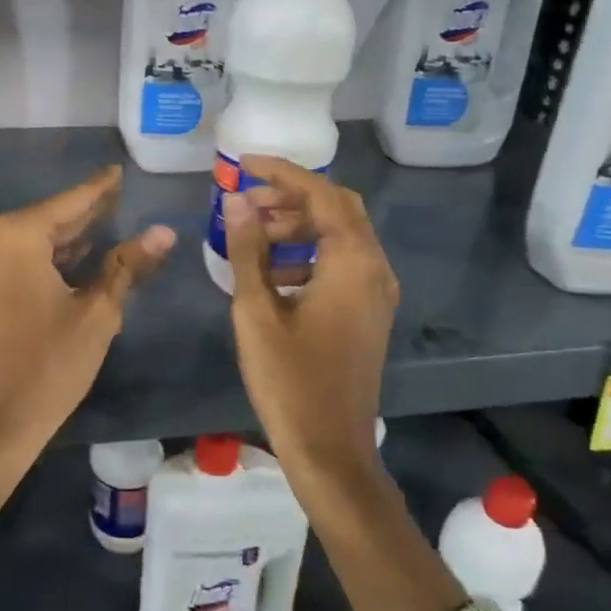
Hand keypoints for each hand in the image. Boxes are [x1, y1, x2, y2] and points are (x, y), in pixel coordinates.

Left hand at [0, 167, 172, 610]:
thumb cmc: (48, 367)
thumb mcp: (97, 313)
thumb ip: (128, 265)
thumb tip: (164, 232)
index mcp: (18, 235)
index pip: (72, 202)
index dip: (100, 188)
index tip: (119, 171)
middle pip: (51, 218)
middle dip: (87, 213)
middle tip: (120, 197)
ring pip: (34, 240)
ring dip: (69, 238)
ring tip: (109, 224)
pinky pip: (18, 259)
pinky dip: (48, 258)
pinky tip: (77, 257)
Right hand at [223, 160, 467, 610]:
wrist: (330, 449)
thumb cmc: (289, 380)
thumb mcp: (256, 310)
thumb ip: (247, 249)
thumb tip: (235, 199)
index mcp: (352, 263)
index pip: (320, 194)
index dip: (281, 172)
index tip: (243, 161)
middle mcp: (374, 269)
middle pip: (338, 209)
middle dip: (291, 197)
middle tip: (245, 201)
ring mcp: (376, 294)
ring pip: (342, 236)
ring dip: (300, 225)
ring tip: (251, 233)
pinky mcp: (368, 314)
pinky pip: (343, 264)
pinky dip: (310, 253)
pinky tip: (272, 273)